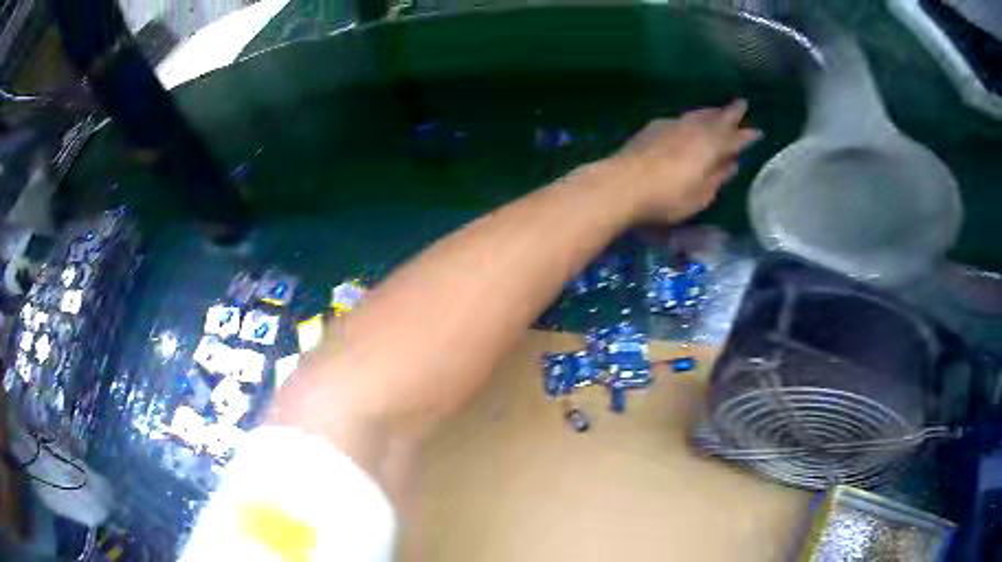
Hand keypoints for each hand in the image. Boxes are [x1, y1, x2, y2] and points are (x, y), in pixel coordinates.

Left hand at [606, 100, 760, 222]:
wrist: (622, 184)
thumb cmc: (668, 197)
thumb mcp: (701, 195)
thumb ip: (718, 177)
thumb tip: (731, 163)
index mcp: (711, 146)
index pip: (734, 138)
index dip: (746, 136)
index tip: (758, 131)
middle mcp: (693, 130)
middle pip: (715, 118)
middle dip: (730, 112)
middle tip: (742, 104)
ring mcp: (671, 125)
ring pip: (697, 115)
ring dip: (710, 112)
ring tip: (718, 110)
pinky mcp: (653, 128)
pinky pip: (679, 118)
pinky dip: (690, 118)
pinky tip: (687, 120)